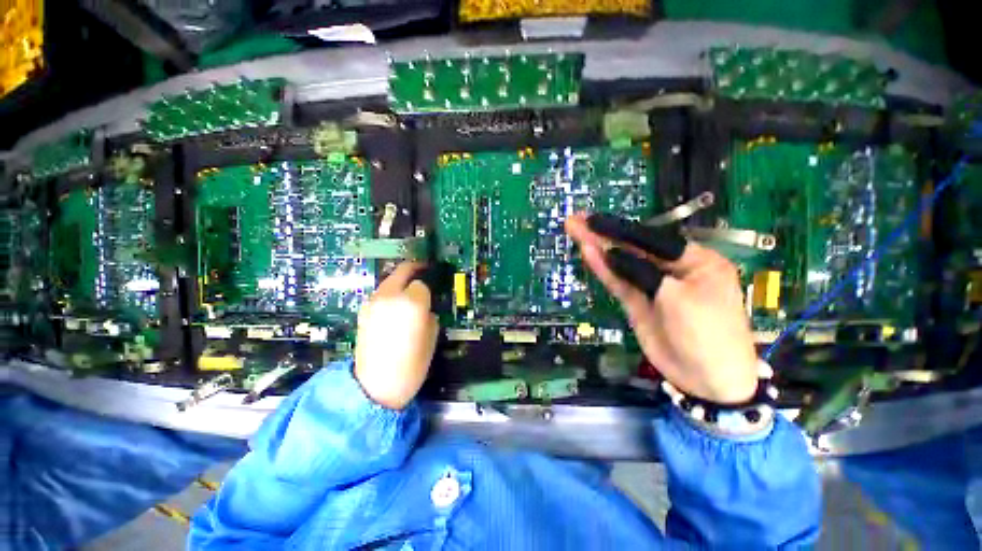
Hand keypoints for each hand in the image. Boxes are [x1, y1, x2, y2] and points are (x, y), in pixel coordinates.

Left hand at [354, 262, 438, 408]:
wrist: (376, 386)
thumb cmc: (412, 364)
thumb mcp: (432, 336)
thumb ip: (429, 313)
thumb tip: (424, 307)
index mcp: (411, 303)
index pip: (422, 284)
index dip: (428, 290)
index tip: (432, 295)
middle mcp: (390, 296)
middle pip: (402, 271)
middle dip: (414, 270)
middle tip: (424, 272)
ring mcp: (373, 303)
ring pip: (390, 281)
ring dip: (401, 282)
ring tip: (408, 294)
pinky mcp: (363, 312)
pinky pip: (380, 294)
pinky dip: (390, 294)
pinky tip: (394, 309)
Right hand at [565, 214, 758, 403]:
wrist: (707, 379)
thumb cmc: (707, 332)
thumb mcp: (678, 296)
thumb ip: (641, 271)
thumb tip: (610, 252)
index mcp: (694, 260)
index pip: (650, 238)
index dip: (619, 229)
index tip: (593, 219)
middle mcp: (671, 269)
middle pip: (631, 248)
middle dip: (603, 234)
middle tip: (576, 220)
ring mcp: (650, 287)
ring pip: (620, 264)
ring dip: (597, 248)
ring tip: (574, 231)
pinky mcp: (637, 303)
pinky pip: (617, 282)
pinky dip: (602, 269)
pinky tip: (587, 253)